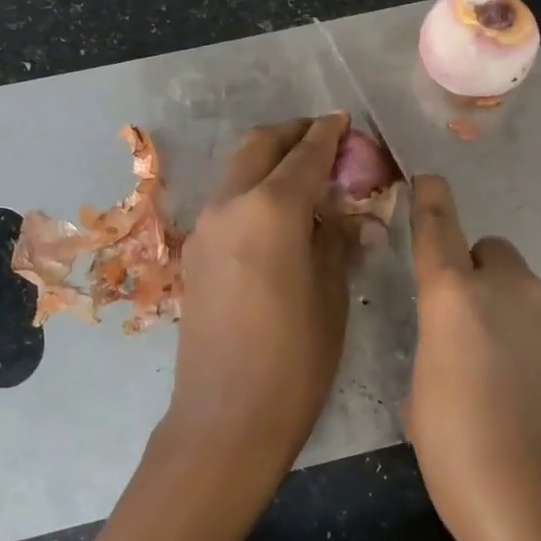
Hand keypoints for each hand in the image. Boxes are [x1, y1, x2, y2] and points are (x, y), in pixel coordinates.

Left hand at [165, 113, 354, 470]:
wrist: (226, 418)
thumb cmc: (295, 360)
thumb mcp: (332, 295)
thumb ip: (336, 241)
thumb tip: (346, 216)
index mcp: (270, 209)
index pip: (304, 154)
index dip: (328, 134)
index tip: (346, 122)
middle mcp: (230, 205)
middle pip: (259, 146)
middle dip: (293, 134)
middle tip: (325, 140)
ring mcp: (205, 229)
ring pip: (237, 171)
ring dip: (269, 160)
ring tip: (304, 176)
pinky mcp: (194, 255)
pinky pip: (227, 202)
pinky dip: (252, 190)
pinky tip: (277, 215)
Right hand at [405, 175, 540, 540]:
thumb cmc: (468, 467)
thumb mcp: (423, 412)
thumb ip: (435, 361)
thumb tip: (453, 358)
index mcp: (454, 302)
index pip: (438, 230)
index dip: (431, 201)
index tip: (430, 179)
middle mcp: (513, 292)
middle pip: (496, 256)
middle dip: (482, 280)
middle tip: (478, 334)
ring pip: (535, 298)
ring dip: (522, 323)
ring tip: (523, 390)